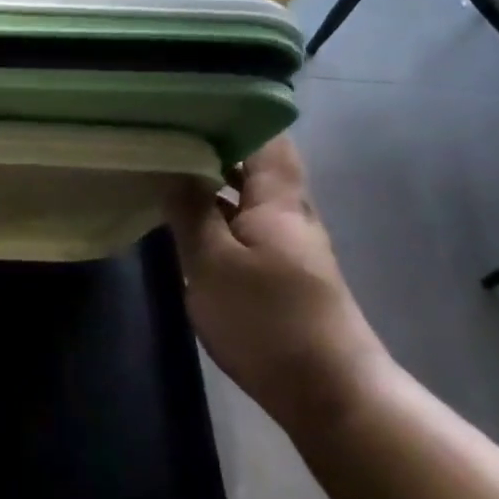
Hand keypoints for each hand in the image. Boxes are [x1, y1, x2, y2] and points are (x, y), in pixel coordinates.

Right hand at [169, 136, 390, 435]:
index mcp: (279, 200)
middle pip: (258, 164)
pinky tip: (187, 222)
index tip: (192, 104)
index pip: (267, 137)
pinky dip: (219, 215)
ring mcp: (289, 245)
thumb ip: (192, 213)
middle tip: (167, 134)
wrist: (331, 394)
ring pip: (250, 197)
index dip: (235, 114)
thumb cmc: (269, 321)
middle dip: (216, 146)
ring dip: (215, 182)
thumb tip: (176, 171)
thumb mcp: (214, 265)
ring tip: (168, 170)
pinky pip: (246, 226)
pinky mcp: (283, 274)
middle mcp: (290, 213)